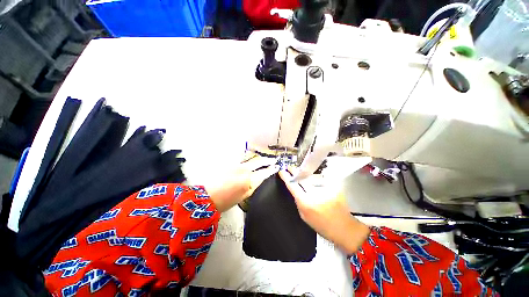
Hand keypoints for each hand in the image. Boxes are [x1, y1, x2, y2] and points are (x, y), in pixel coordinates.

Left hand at [207, 153, 278, 212]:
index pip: (264, 172)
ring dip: (258, 159)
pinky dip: (249, 160)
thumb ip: (254, 185)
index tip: (276, 167)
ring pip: (251, 159)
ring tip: (264, 159)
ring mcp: (236, 165)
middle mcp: (244, 169)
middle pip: (259, 161)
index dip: (271, 169)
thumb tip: (259, 178)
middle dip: (267, 160)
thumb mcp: (244, 196)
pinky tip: (251, 161)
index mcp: (249, 180)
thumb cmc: (226, 201)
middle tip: (272, 160)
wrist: (207, 197)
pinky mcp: (230, 164)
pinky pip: (243, 160)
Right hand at [278, 170, 369, 253]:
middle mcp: (315, 194)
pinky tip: (314, 181)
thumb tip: (295, 190)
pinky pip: (321, 180)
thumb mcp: (304, 216)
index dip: (286, 177)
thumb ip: (299, 202)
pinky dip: (316, 180)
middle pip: (302, 178)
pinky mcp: (334, 187)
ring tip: (302, 174)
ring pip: (311, 178)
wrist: (344, 227)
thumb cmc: (322, 225)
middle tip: (290, 168)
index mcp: (306, 203)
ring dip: (306, 176)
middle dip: (295, 172)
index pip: (293, 186)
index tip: (282, 171)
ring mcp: (326, 189)